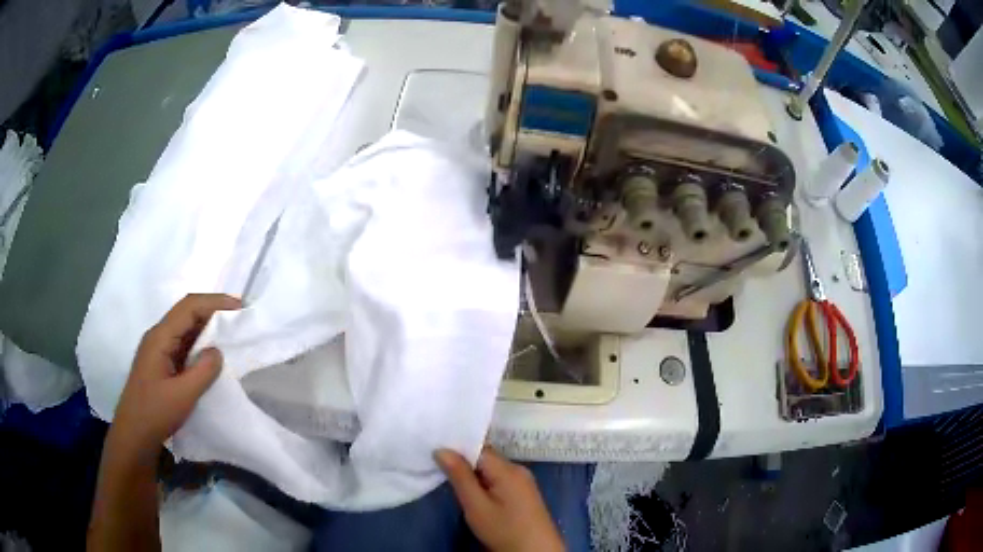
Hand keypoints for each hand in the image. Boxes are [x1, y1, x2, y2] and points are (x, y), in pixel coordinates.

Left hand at [110, 293, 240, 457]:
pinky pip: (182, 343)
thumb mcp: (183, 395)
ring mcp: (158, 349)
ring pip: (185, 328)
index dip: (214, 302)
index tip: (239, 307)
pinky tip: (211, 353)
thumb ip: (203, 371)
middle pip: (186, 312)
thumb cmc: (155, 413)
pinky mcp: (161, 362)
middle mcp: (158, 336)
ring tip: (230, 333)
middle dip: (213, 311)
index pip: (189, 307)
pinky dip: (200, 343)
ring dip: (207, 327)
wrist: (134, 434)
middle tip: (239, 319)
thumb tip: (218, 351)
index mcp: (160, 337)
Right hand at [436, 446, 563, 551]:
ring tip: (447, 475)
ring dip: (471, 473)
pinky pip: (498, 479)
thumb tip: (441, 449)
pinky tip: (469, 489)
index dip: (456, 447)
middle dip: (462, 460)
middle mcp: (518, 469)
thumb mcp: (476, 506)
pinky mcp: (523, 493)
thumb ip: (460, 477)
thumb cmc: (505, 530)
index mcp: (508, 469)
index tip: (433, 449)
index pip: (478, 447)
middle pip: (485, 457)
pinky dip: (482, 481)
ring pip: (490, 469)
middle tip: (435, 464)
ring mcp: (523, 481)